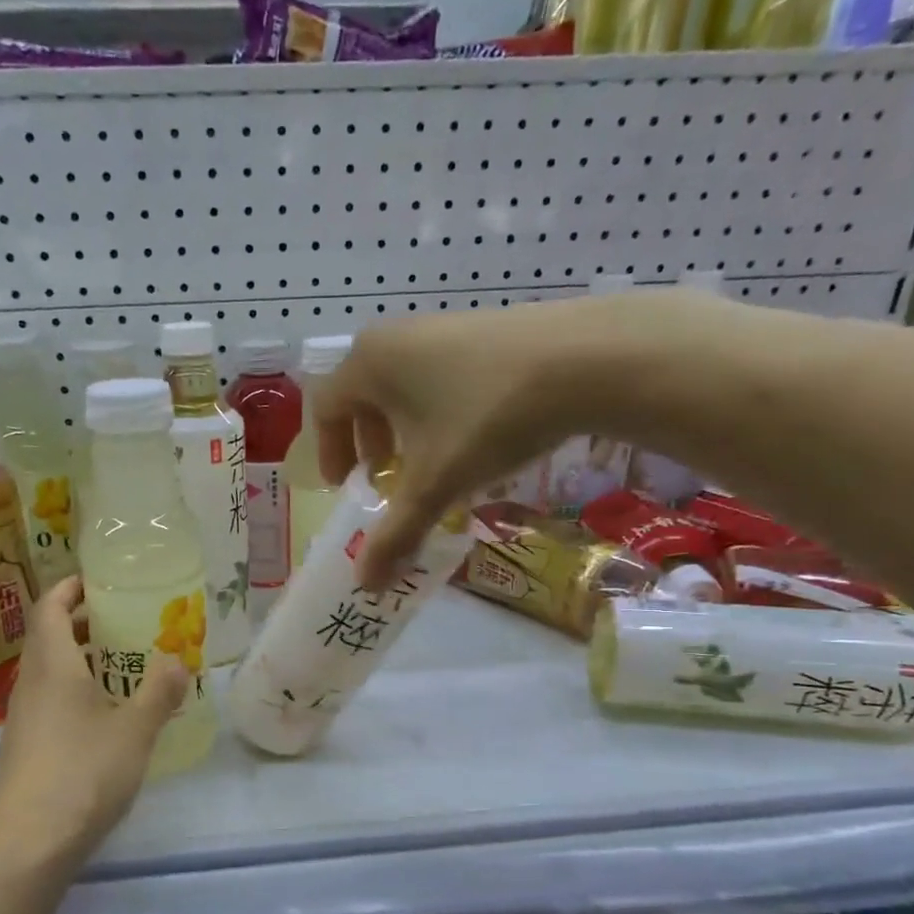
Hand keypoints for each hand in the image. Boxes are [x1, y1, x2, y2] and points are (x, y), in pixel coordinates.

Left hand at [0, 576, 186, 866]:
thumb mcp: (134, 731)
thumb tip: (178, 661)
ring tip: (124, 664)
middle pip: (49, 636)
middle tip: (124, 620)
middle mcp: (31, 684)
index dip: (70, 587)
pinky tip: (108, 715)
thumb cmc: (82, 773)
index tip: (99, 579)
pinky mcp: (27, 748)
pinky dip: (78, 691)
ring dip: (82, 659)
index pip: (50, 607)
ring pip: (51, 671)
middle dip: (82, 622)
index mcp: (52, 665)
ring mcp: (25, 718)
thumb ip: (158, 692)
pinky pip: (52, 701)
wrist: (27, 844)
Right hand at [313, 291, 709, 588]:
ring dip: (404, 430)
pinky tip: (473, 437)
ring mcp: (441, 327)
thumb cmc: (486, 418)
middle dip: (368, 444)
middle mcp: (396, 338)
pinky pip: (439, 374)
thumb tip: (366, 586)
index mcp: (368, 364)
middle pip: (361, 395)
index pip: (325, 409)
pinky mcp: (482, 328)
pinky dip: (438, 410)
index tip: (349, 487)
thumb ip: (395, 534)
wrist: (587, 358)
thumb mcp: (435, 484)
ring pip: (402, 385)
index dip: (330, 453)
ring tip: (431, 463)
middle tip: (386, 479)